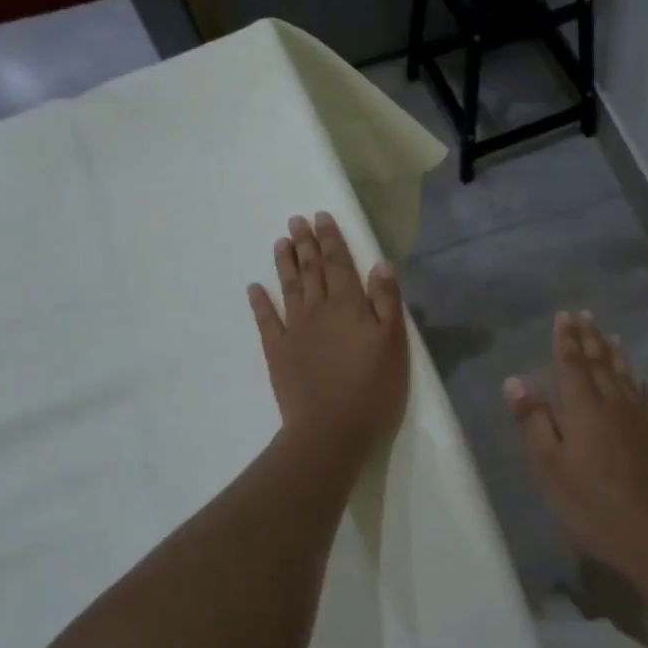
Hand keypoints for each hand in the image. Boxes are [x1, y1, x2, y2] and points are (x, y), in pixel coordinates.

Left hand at [248, 213, 407, 463]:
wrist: (331, 431)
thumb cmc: (372, 388)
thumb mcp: (393, 343)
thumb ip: (387, 301)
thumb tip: (380, 264)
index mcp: (349, 305)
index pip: (339, 263)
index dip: (330, 239)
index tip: (321, 217)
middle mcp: (318, 310)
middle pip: (311, 270)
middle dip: (306, 244)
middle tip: (296, 220)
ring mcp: (295, 331)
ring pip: (290, 288)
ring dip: (285, 264)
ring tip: (280, 242)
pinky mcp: (278, 353)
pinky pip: (267, 321)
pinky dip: (260, 303)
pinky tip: (254, 287)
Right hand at [504, 310, 647, 574]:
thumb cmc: (592, 505)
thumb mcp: (550, 468)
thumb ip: (534, 421)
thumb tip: (515, 380)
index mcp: (583, 409)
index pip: (571, 364)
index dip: (566, 340)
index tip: (564, 316)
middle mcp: (614, 404)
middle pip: (600, 364)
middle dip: (590, 338)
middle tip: (585, 315)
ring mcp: (643, 420)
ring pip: (627, 378)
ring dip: (616, 355)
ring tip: (611, 335)